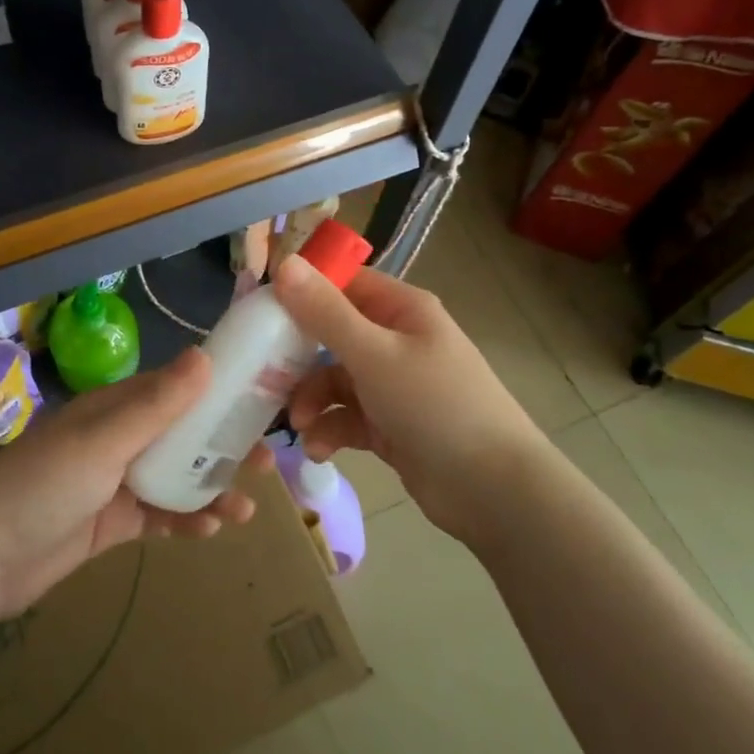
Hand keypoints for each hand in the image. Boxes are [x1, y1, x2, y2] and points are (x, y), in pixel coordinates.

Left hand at [0, 348, 256, 620]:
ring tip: (248, 506)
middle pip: (182, 436)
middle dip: (222, 446)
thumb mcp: (104, 441)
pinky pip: (159, 516)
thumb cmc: (43, 485)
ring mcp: (116, 483)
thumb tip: (204, 354)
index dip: (217, 392)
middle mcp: (119, 439)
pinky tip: (210, 530)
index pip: (176, 390)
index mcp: (115, 408)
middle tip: (267, 461)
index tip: (259, 399)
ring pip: (176, 478)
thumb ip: (157, 404)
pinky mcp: (112, 523)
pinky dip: (185, 520)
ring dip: (211, 489)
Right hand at [272, 256, 540, 547]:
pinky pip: (346, 417)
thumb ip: (325, 313)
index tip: (261, 313)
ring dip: (311, 400)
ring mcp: (393, 384)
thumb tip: (285, 263)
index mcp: (401, 310)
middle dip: (298, 358)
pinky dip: (330, 430)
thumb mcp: (374, 355)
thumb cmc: (435, 405)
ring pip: (334, 380)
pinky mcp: (389, 424)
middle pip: (332, 334)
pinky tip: (319, 450)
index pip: (343, 284)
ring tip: (300, 425)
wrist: (493, 490)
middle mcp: (396, 340)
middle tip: (264, 375)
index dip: (303, 293)